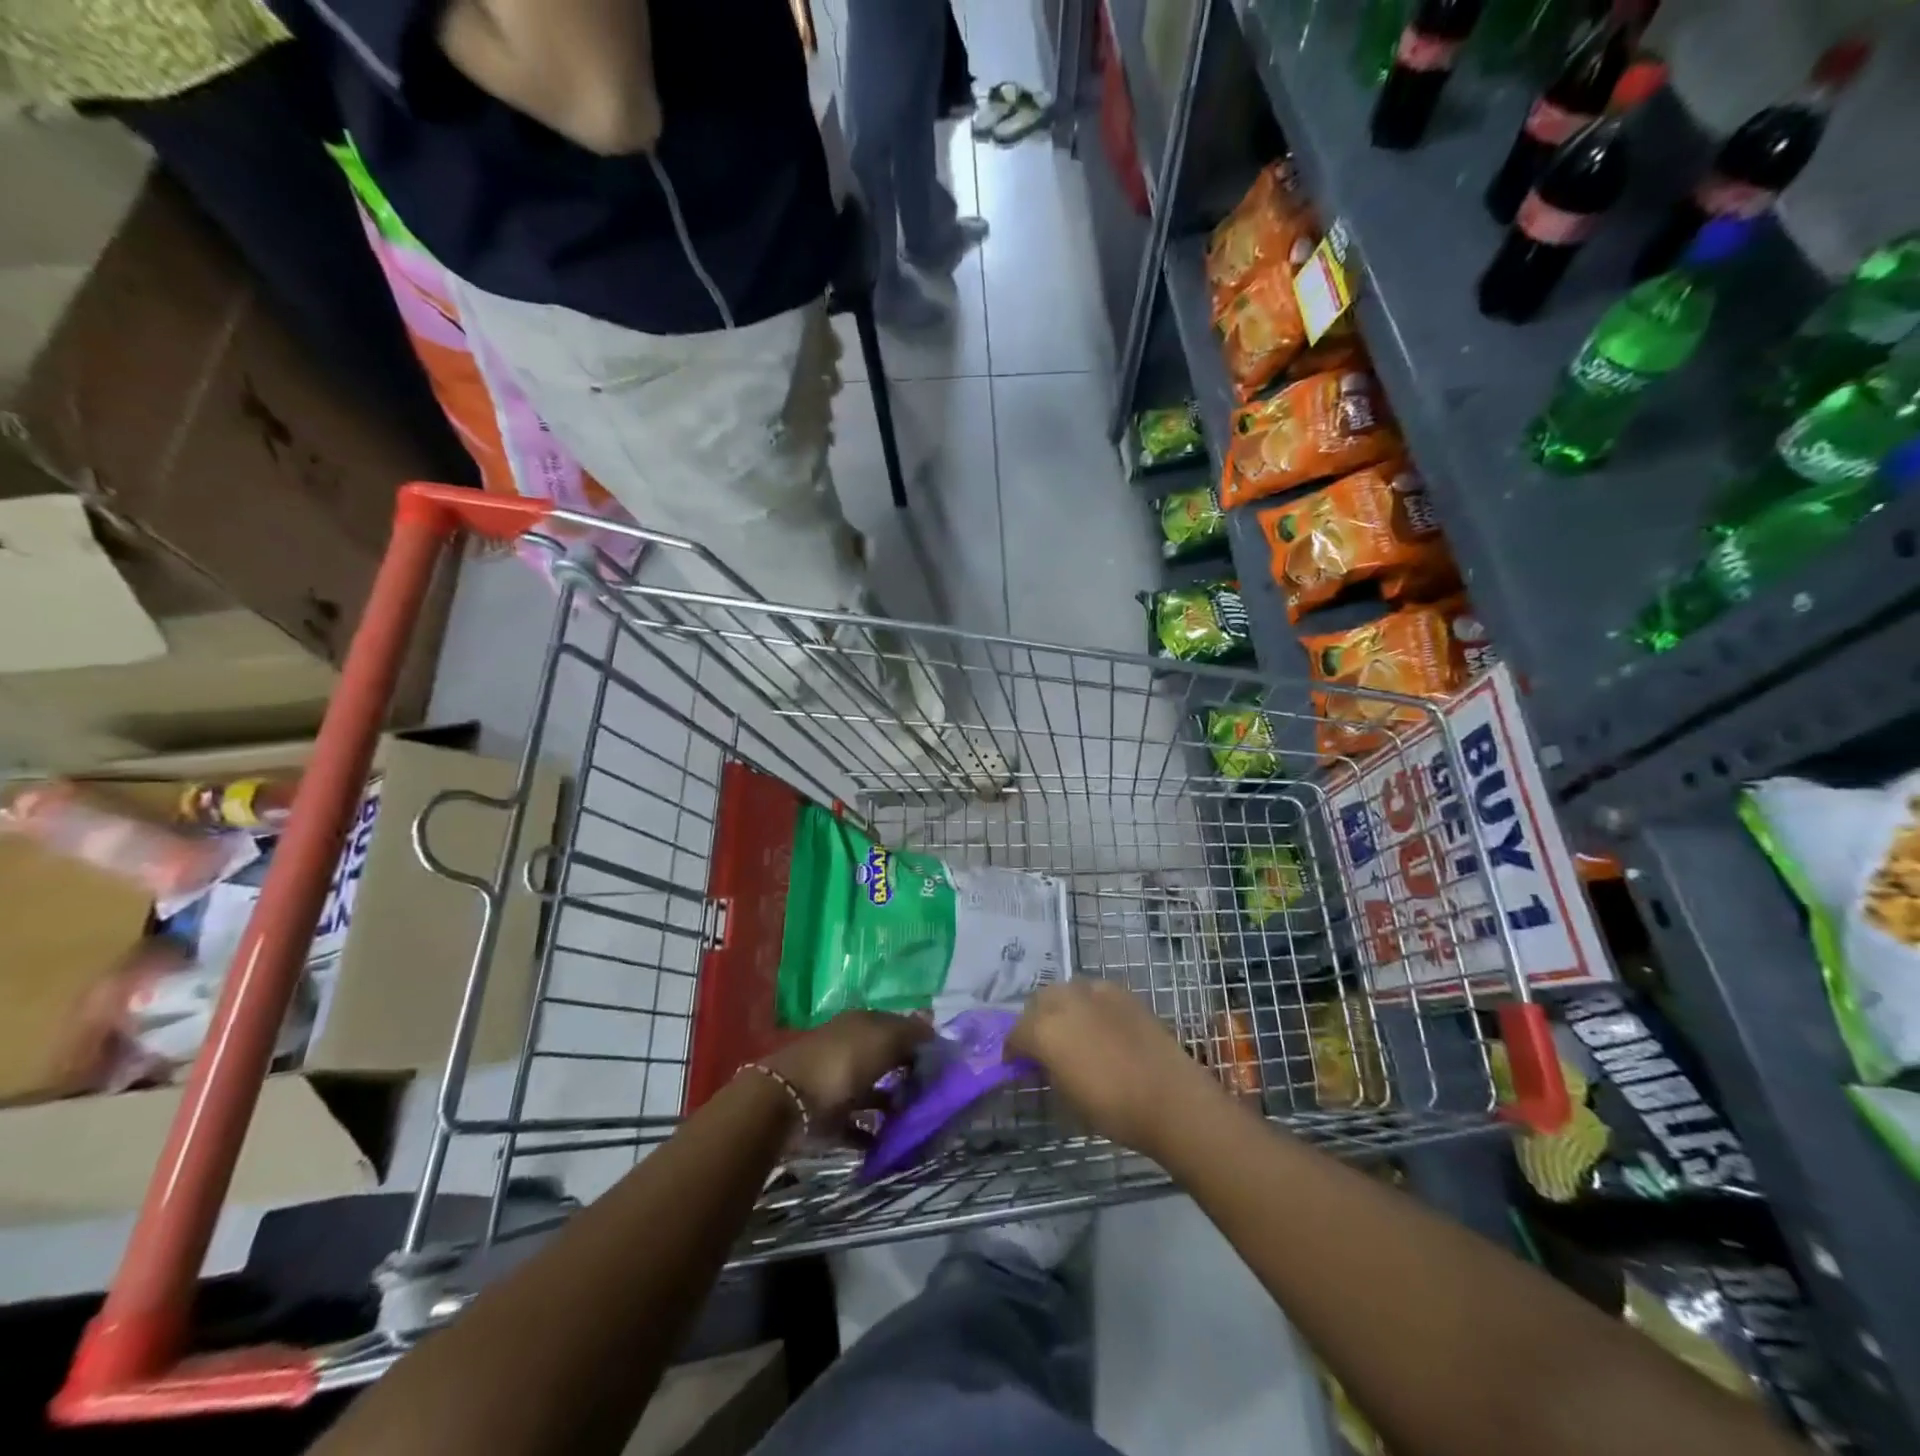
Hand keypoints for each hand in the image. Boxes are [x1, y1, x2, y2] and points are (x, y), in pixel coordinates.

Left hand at [760, 1011, 931, 1134]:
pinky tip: (892, 1145)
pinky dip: (872, 1134)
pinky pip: (857, 1125)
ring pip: (873, 1092)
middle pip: (885, 1059)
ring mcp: (838, 1083)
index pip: (897, 1026)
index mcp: (862, 1024)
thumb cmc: (842, 1062)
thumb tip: (931, 1027)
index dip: (919, 1040)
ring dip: (892, 1105)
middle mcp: (851, 1048)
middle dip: (908, 1073)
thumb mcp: (883, 1039)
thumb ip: (910, 1033)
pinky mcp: (828, 1117)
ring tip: (917, 1121)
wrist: (787, 1102)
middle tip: (935, 1092)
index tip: (942, 1060)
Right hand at [1008, 980, 1218, 1155]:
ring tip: (1070, 1030)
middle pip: (1037, 1002)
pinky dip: (1088, 1003)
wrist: (1170, 1098)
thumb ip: (1048, 1071)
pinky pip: (1093, 991)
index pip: (1016, 1034)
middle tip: (1042, 1045)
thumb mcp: (1067, 1099)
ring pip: (1065, 990)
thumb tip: (1042, 1062)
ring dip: (1060, 1007)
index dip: (1014, 1050)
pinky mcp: (1122, 992)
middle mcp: (1064, 1001)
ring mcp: (1095, 992)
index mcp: (1044, 1030)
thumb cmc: (1113, 1109)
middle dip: (1035, 1021)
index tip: (1017, 1064)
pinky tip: (1098, 1024)